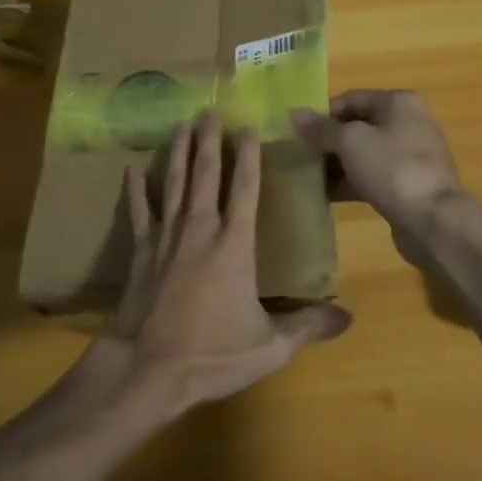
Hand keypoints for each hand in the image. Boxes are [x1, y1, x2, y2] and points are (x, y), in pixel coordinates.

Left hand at [90, 110, 350, 417]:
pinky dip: (136, 191)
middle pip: (205, 174)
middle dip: (209, 140)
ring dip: (177, 152)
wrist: (148, 370)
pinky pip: (138, 212)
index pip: (244, 188)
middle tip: (209, 110)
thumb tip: (349, 316)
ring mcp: (167, 237)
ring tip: (179, 125)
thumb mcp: (269, 346)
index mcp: (234, 244)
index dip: (248, 155)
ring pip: (174, 183)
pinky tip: (131, 170)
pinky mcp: (141, 251)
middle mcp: (201, 229)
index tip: (248, 126)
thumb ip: (307, 326)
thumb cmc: (212, 354)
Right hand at [292, 90, 468, 250]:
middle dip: (328, 141)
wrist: (434, 221)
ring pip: (364, 154)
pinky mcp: (409, 185)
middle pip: (358, 126)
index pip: (351, 99)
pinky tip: (326, 195)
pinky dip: (351, 182)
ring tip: (308, 177)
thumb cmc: (392, 168)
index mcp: (398, 102)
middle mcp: (408, 122)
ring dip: (337, 164)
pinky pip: (373, 176)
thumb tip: (295, 114)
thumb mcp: (350, 142)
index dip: (322, 114)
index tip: (297, 132)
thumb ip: (321, 128)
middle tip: (300, 156)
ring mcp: (411, 156)